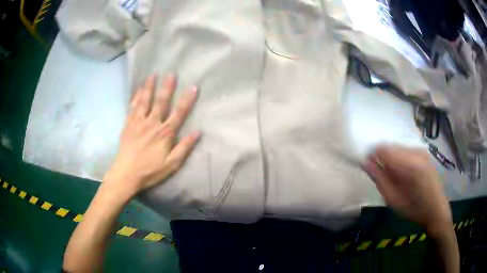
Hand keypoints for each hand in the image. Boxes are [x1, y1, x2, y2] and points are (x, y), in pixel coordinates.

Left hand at [104, 74, 199, 196]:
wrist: (126, 174)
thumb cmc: (150, 171)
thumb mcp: (172, 164)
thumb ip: (184, 147)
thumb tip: (198, 132)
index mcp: (165, 133)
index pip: (179, 113)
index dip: (187, 100)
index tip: (193, 87)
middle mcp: (152, 123)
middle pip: (161, 102)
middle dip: (167, 87)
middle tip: (171, 74)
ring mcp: (138, 122)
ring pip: (145, 101)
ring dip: (149, 87)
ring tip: (152, 75)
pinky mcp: (128, 124)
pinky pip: (133, 107)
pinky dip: (136, 96)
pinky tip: (138, 89)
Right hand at [362, 145, 451, 232]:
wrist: (436, 209)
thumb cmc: (413, 209)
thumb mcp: (393, 199)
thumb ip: (379, 179)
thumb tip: (365, 162)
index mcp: (408, 165)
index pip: (382, 149)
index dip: (372, 156)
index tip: (369, 168)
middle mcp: (416, 152)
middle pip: (390, 147)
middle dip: (383, 159)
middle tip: (384, 177)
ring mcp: (421, 150)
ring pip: (398, 148)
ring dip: (392, 160)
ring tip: (396, 178)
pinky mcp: (424, 152)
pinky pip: (406, 151)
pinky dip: (400, 160)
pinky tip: (405, 174)